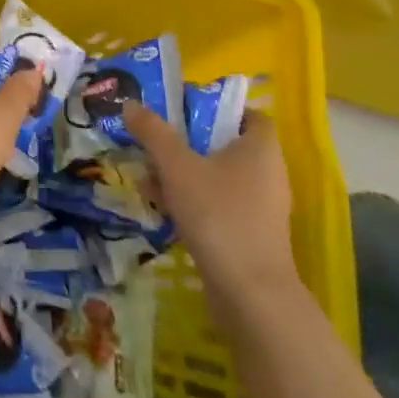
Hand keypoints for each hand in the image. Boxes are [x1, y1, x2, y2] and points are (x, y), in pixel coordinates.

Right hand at [123, 103, 298, 314]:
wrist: (250, 294)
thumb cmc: (219, 215)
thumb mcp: (177, 167)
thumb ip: (153, 133)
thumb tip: (130, 103)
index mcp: (261, 149)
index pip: (250, 115)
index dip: (220, 108)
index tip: (185, 110)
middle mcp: (267, 174)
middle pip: (227, 146)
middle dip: (188, 143)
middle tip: (155, 142)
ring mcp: (261, 208)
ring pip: (219, 178)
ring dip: (184, 174)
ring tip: (147, 177)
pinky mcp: (250, 236)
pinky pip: (219, 205)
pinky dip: (193, 201)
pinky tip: (161, 208)